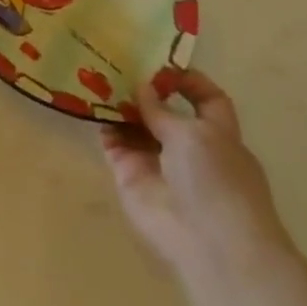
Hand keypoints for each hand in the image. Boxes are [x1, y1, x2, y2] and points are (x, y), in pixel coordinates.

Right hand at [100, 69, 292, 283]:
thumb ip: (162, 110)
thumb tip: (142, 87)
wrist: (209, 243)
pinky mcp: (131, 175)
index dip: (189, 81)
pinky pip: (113, 143)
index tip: (160, 65)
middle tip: (115, 62)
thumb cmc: (216, 181)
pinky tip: (88, 103)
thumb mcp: (194, 134)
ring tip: (94, 75)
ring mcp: (157, 161)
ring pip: (135, 125)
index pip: (208, 100)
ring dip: (118, 104)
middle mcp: (187, 147)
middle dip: (143, 89)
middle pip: (164, 111)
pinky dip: (103, 124)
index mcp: (217, 135)